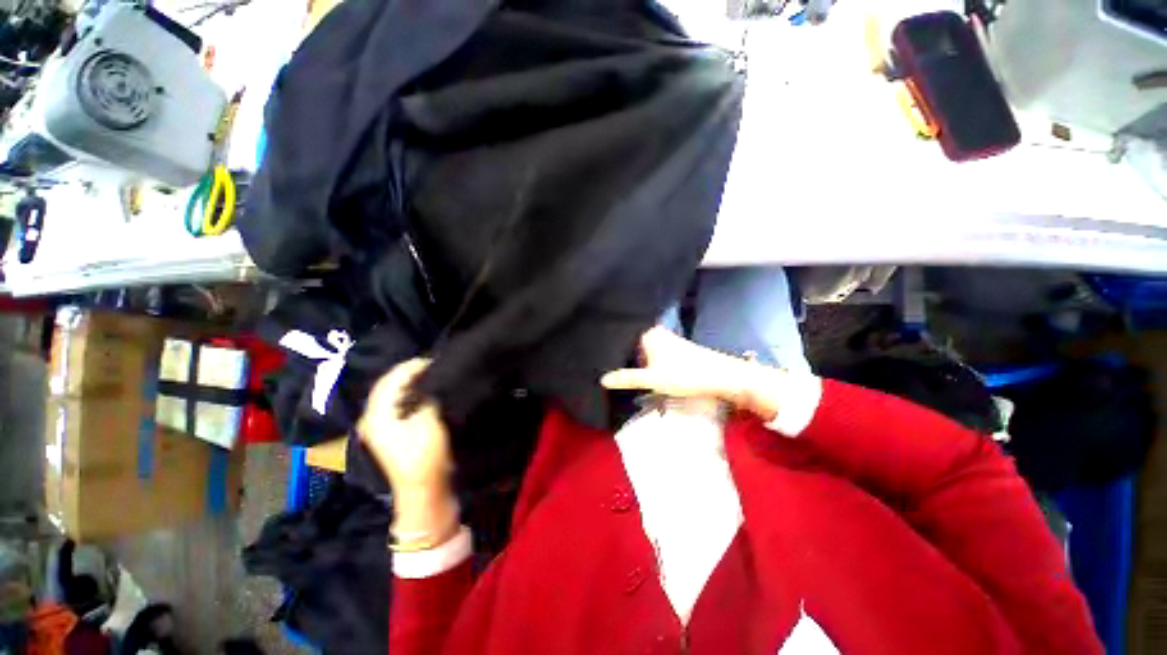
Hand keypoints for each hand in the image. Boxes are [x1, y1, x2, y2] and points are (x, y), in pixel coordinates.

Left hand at [359, 359, 458, 545]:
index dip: (411, 366)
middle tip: (432, 366)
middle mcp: (372, 418)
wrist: (422, 489)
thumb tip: (431, 379)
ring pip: (391, 395)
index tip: (433, 360)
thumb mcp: (429, 419)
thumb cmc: (425, 454)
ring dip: (409, 384)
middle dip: (409, 373)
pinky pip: (396, 405)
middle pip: (388, 386)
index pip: (391, 379)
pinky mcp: (390, 434)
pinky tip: (423, 394)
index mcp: (378, 413)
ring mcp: (379, 427)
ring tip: (430, 376)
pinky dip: (409, 395)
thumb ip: (427, 395)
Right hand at [601, 327, 783, 419]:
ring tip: (615, 365)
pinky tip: (638, 368)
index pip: (623, 332)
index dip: (609, 340)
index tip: (595, 346)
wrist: (721, 376)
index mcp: (648, 334)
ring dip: (632, 355)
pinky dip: (643, 359)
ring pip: (642, 346)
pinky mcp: (674, 349)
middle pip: (631, 339)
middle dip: (619, 349)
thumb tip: (602, 379)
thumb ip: (627, 378)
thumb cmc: (685, 374)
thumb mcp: (653, 379)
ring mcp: (666, 340)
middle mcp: (656, 333)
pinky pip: (651, 351)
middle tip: (601, 359)